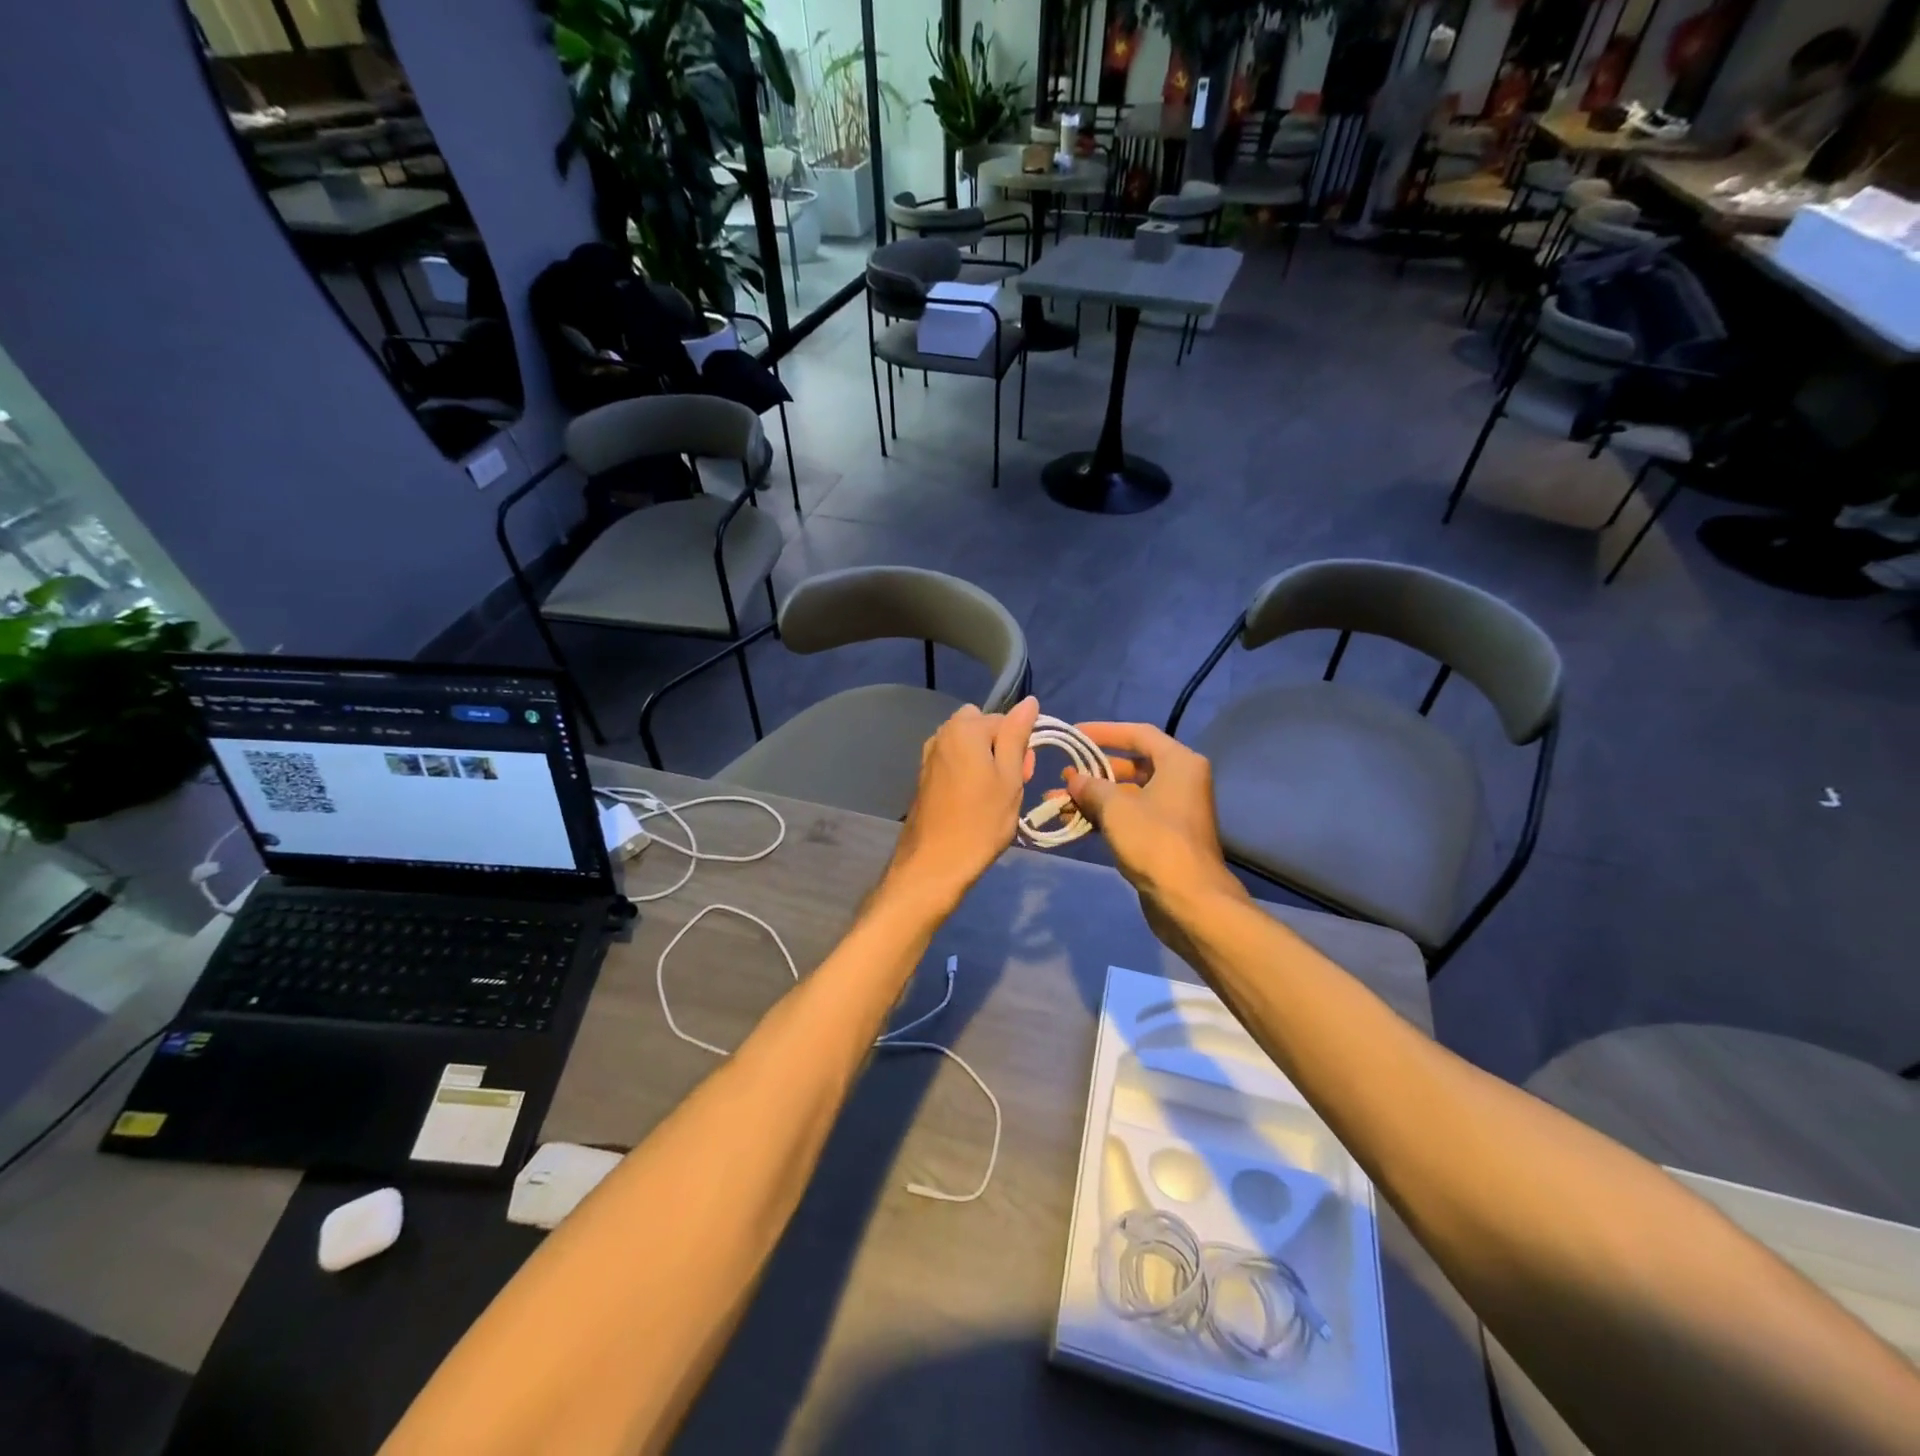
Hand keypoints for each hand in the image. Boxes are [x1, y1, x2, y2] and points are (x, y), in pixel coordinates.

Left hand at [884, 697, 1039, 911]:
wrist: (934, 863)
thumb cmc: (980, 821)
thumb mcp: (1009, 777)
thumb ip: (1017, 735)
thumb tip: (1028, 701)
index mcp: (965, 728)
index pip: (1005, 720)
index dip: (1021, 745)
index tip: (1026, 775)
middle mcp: (942, 734)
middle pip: (983, 728)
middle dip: (1001, 747)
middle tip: (1012, 784)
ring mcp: (930, 755)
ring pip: (969, 745)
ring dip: (985, 761)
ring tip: (995, 796)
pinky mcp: (925, 776)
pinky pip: (955, 761)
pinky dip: (969, 773)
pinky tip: (974, 801)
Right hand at [1057, 723, 1246, 918]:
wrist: (1189, 899)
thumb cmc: (1155, 841)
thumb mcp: (1116, 808)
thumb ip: (1091, 787)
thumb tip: (1073, 780)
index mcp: (1179, 763)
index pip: (1138, 734)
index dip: (1104, 731)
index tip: (1075, 734)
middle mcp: (1181, 781)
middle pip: (1132, 764)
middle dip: (1094, 771)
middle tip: (1063, 775)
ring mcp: (1173, 810)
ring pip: (1128, 794)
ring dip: (1094, 797)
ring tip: (1057, 801)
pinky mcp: (1164, 836)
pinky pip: (1130, 816)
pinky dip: (1104, 817)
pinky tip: (1074, 822)